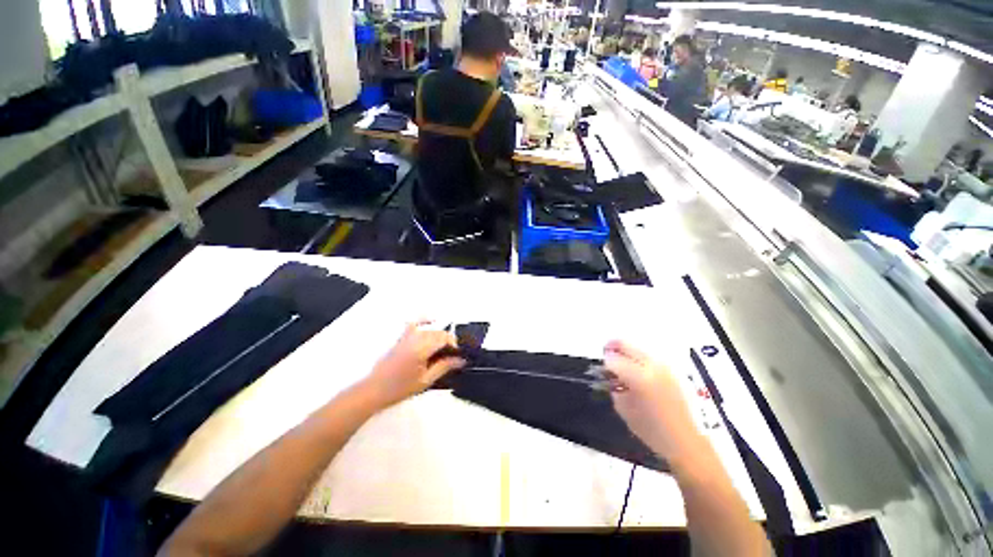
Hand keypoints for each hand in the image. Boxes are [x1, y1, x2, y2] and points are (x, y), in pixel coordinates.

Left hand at [361, 321, 464, 406]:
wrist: (374, 390)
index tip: (459, 354)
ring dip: (439, 336)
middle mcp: (414, 338)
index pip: (443, 337)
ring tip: (444, 348)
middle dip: (448, 341)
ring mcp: (406, 336)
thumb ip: (444, 366)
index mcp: (421, 348)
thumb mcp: (426, 380)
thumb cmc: (400, 388)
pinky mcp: (401, 338)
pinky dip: (424, 320)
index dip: (454, 343)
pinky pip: (415, 323)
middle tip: (453, 355)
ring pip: (429, 329)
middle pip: (438, 332)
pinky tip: (432, 321)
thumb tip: (460, 360)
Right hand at [603, 340, 702, 462]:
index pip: (614, 360)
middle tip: (605, 352)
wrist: (684, 440)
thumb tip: (611, 376)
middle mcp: (652, 366)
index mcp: (639, 377)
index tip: (601, 369)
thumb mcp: (624, 409)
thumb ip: (614, 388)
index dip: (604, 364)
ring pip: (638, 348)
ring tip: (620, 361)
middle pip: (627, 345)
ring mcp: (663, 366)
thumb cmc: (651, 429)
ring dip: (626, 351)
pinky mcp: (671, 371)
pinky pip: (648, 357)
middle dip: (613, 347)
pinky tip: (635, 369)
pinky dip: (638, 357)